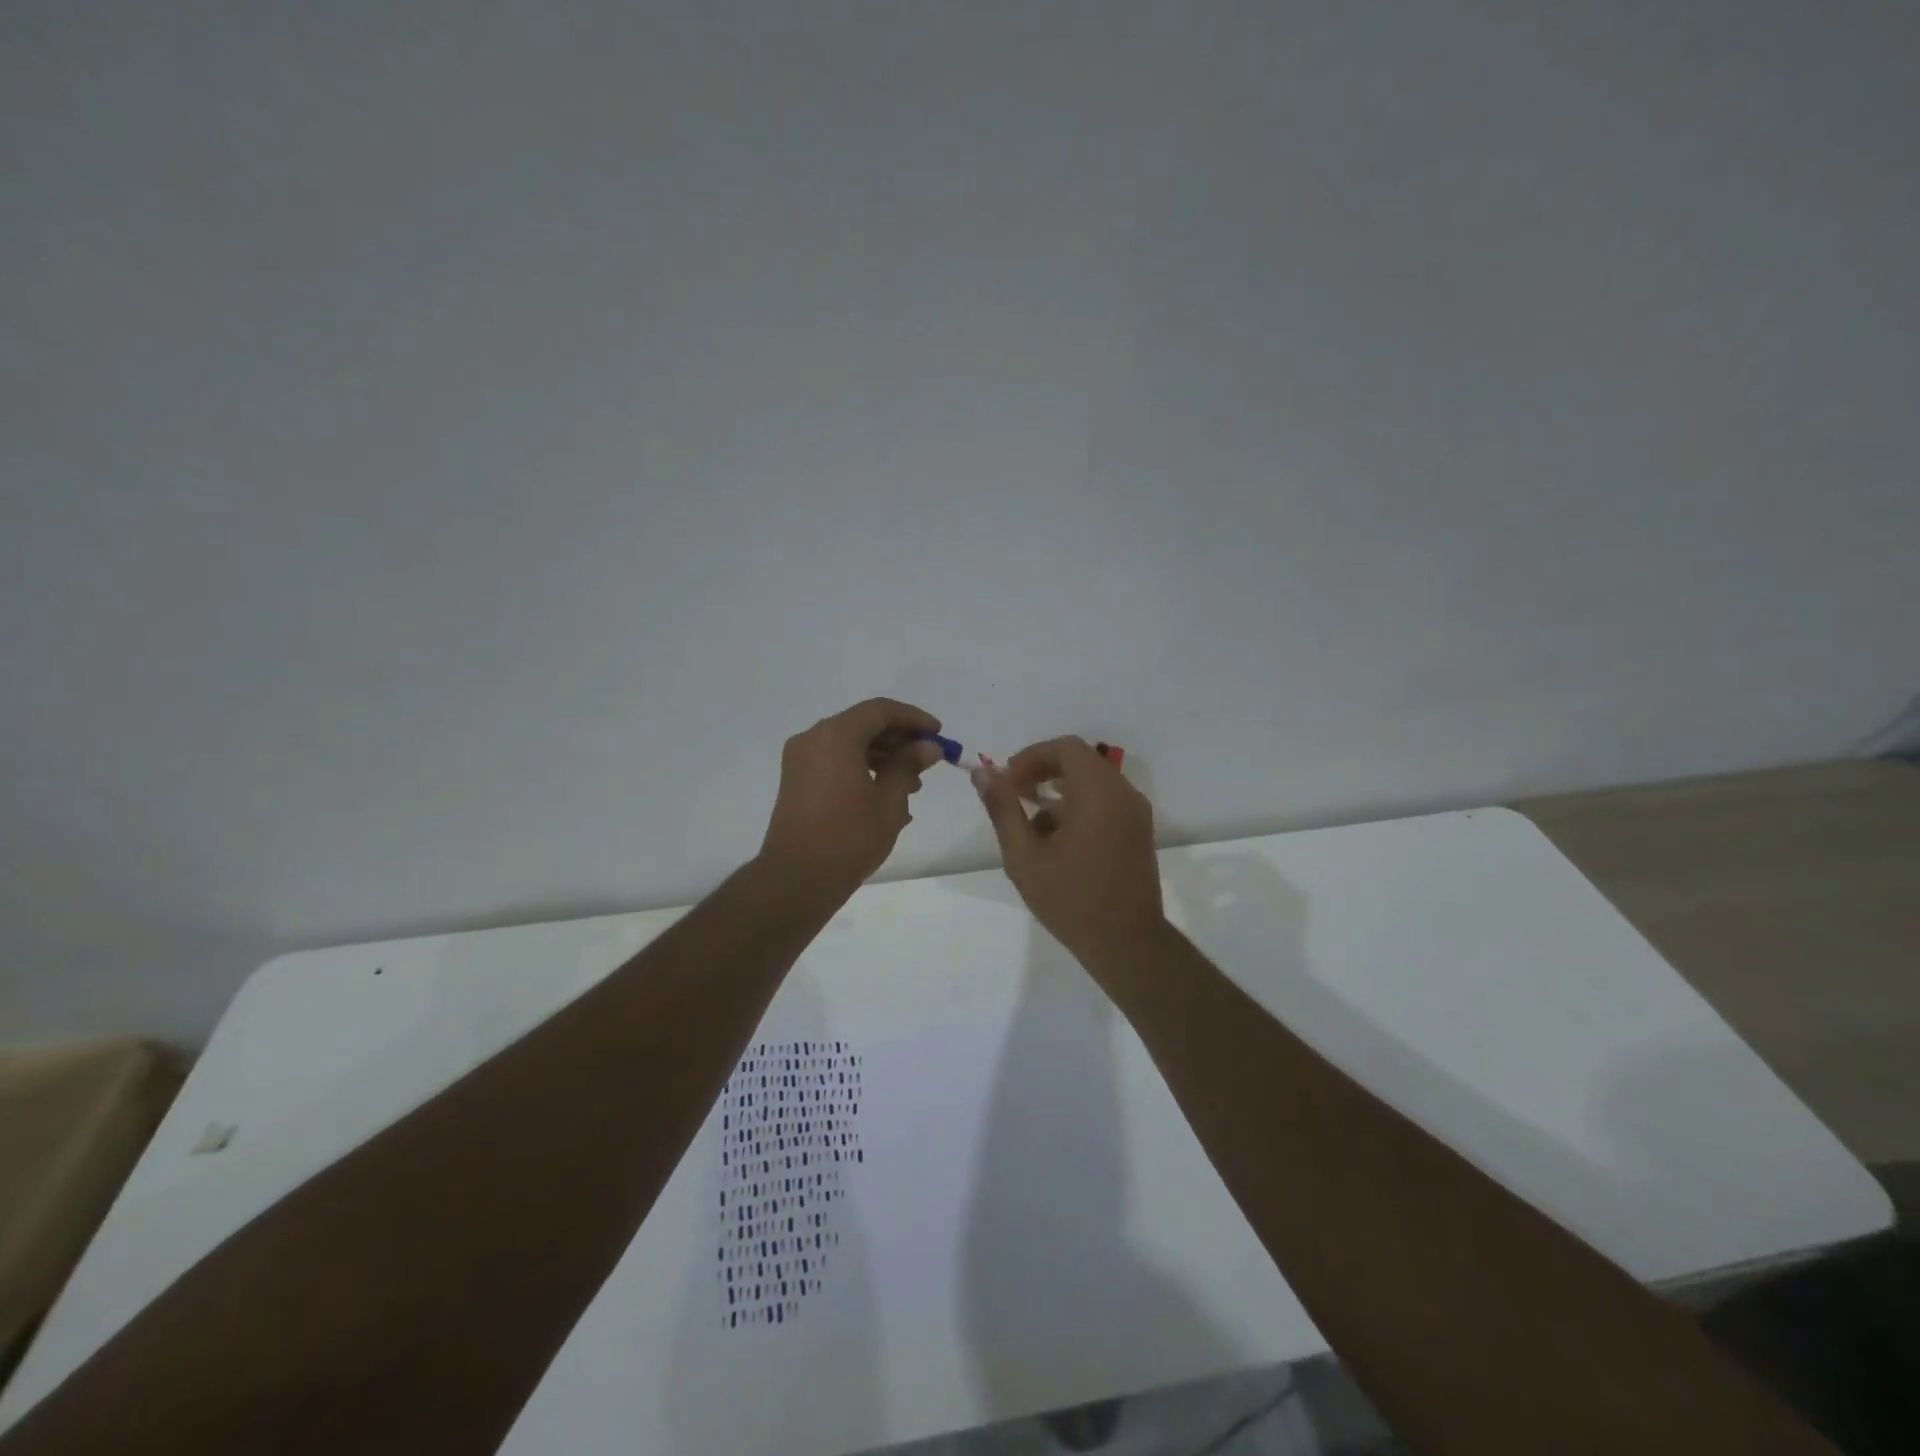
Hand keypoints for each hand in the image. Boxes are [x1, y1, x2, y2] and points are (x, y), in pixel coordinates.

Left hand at [759, 698, 943, 897]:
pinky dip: (861, 769)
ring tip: (913, 785)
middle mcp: (813, 739)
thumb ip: (909, 766)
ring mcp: (800, 760)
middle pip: (863, 724)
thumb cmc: (849, 837)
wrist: (797, 879)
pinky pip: (835, 763)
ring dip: (882, 756)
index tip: (938, 734)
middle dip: (898, 739)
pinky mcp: (796, 782)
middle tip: (928, 759)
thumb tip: (928, 747)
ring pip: (849, 744)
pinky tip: (886, 796)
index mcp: (836, 736)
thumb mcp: (889, 801)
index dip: (913, 719)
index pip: (881, 710)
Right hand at [973, 735, 1165, 964]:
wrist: (1126, 943)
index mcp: (1098, 792)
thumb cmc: (1071, 899)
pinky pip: (1106, 800)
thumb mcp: (1024, 856)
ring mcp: (1135, 812)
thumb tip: (982, 773)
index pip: (1065, 748)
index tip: (1007, 782)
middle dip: (1042, 771)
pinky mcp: (1139, 831)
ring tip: (1031, 823)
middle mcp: (1123, 793)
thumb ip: (1003, 809)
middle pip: (1080, 760)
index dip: (1031, 757)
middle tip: (1014, 795)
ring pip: (1093, 781)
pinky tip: (1057, 839)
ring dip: (1059, 790)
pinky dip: (1079, 805)